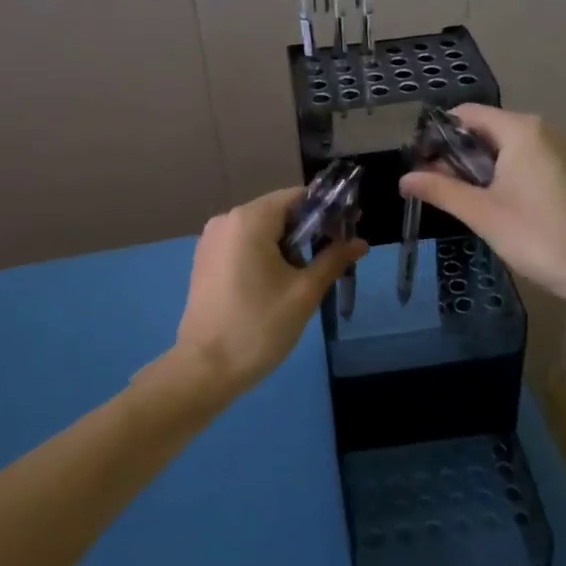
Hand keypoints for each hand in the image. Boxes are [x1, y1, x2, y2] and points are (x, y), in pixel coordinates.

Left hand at [169, 187, 365, 402]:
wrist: (205, 369)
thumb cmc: (259, 326)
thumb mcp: (304, 292)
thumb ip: (333, 259)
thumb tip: (360, 242)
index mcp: (249, 219)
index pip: (297, 197)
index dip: (327, 209)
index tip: (348, 230)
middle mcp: (227, 220)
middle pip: (278, 212)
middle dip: (309, 231)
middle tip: (333, 257)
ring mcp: (212, 241)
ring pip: (261, 230)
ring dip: (288, 246)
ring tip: (307, 277)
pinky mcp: (205, 261)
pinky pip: (243, 245)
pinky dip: (265, 255)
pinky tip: (278, 284)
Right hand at [399, 106, 565, 303]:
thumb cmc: (539, 235)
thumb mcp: (482, 213)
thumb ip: (441, 190)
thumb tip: (404, 178)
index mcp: (520, 130)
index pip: (466, 114)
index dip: (438, 135)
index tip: (418, 163)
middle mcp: (541, 131)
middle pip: (485, 129)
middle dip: (455, 154)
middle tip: (432, 186)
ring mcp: (559, 151)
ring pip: (505, 148)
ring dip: (477, 168)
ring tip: (458, 199)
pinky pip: (524, 162)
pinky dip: (502, 176)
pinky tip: (493, 206)